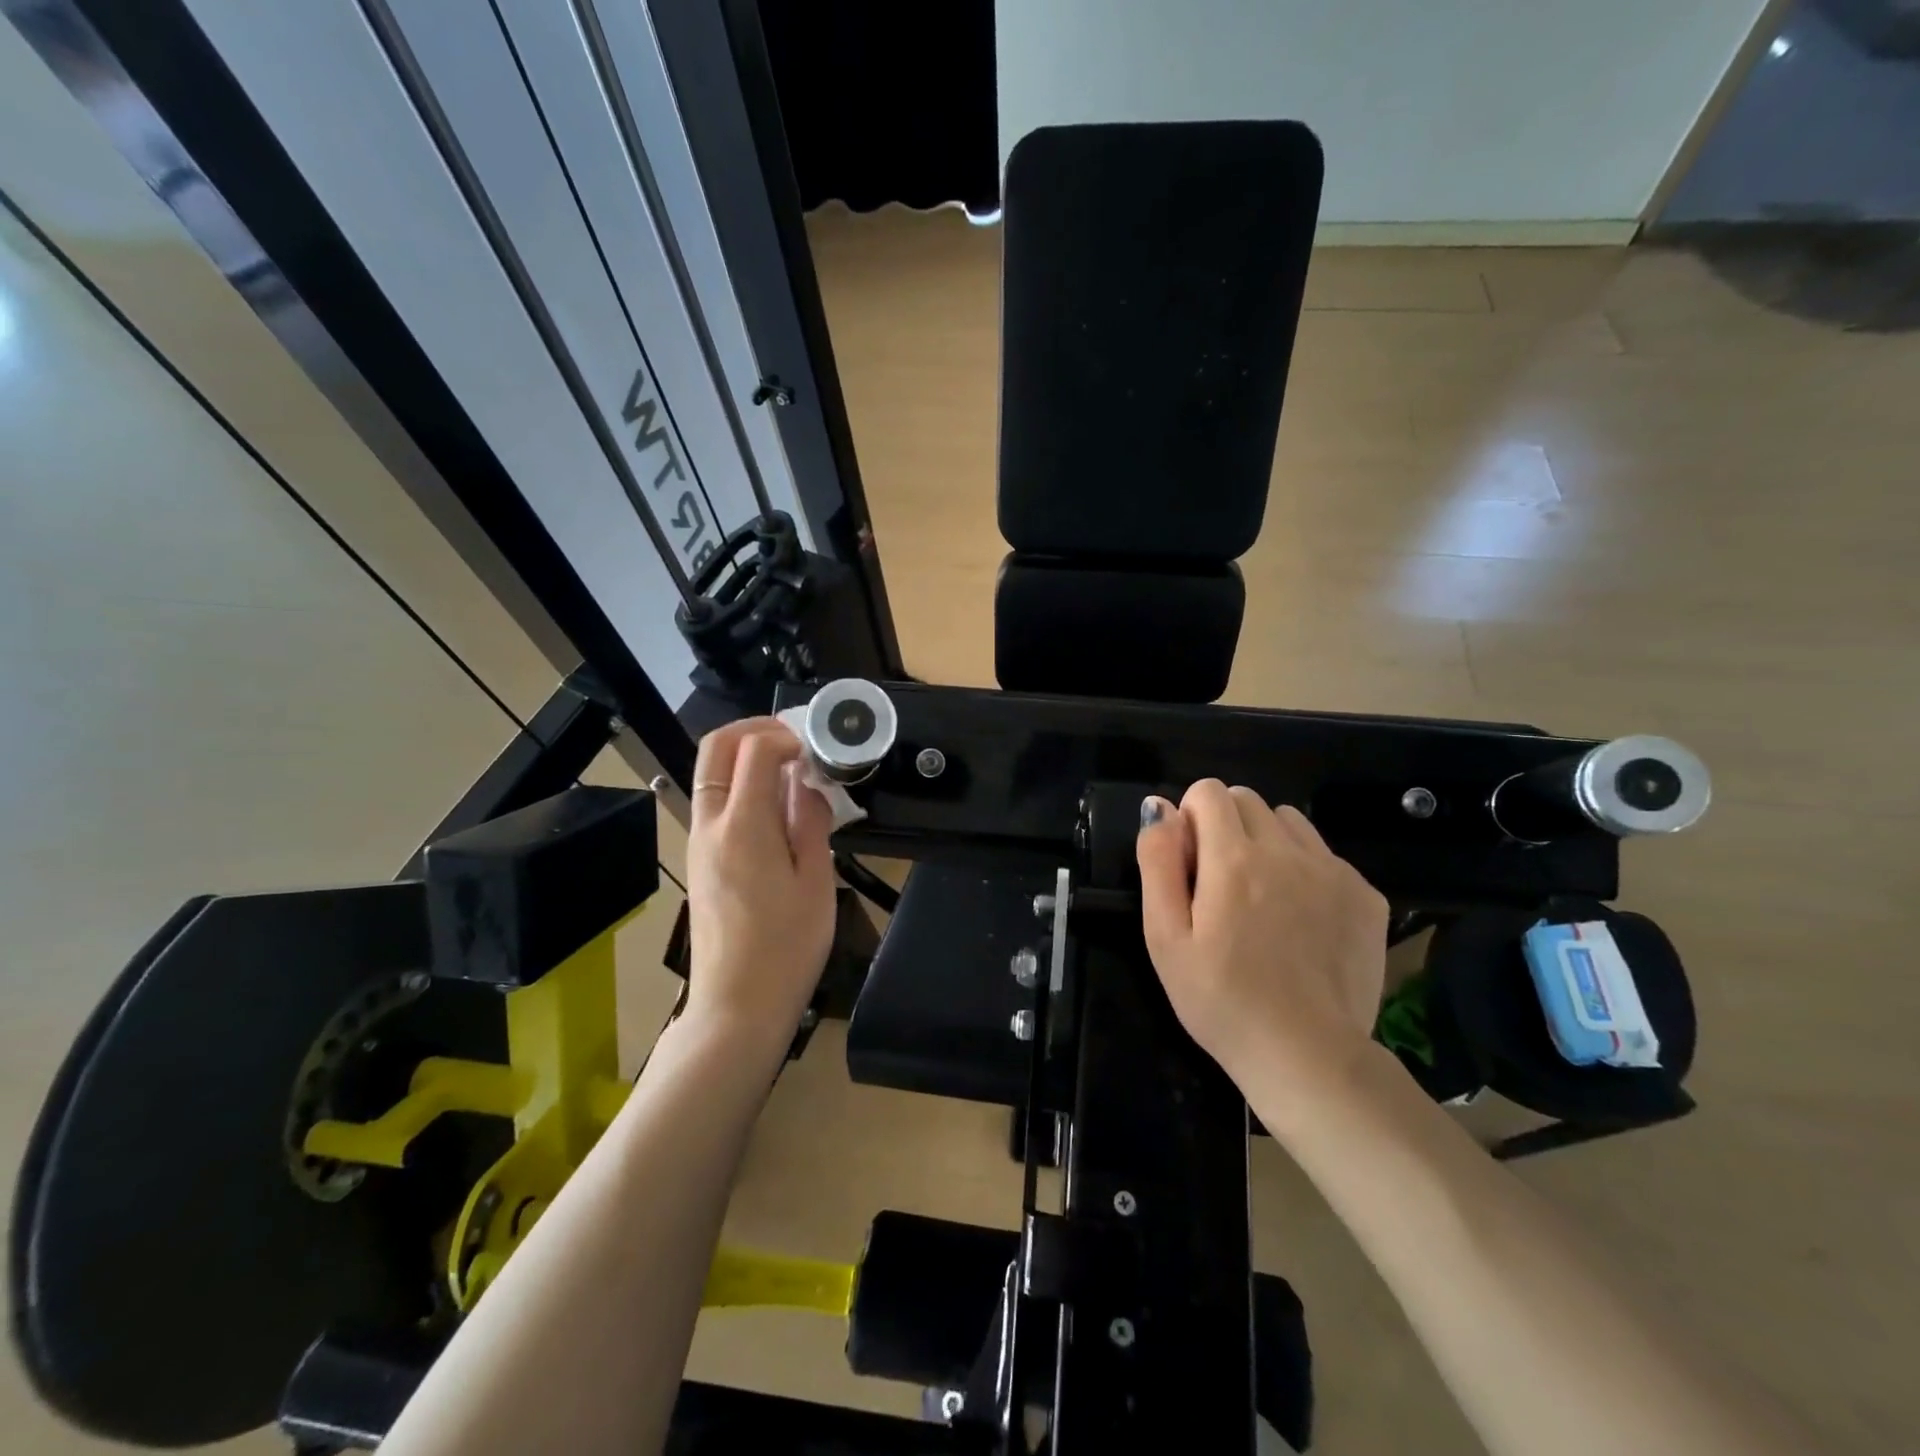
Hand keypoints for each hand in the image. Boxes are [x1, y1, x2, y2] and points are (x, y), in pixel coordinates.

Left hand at [683, 718, 837, 1055]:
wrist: (737, 1005)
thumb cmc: (786, 947)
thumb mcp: (816, 882)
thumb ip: (811, 821)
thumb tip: (808, 783)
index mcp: (743, 826)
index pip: (754, 749)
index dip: (787, 736)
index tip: (817, 752)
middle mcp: (710, 824)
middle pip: (716, 746)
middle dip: (756, 729)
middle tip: (797, 742)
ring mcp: (698, 841)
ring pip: (711, 771)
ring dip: (748, 755)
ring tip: (793, 774)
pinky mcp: (699, 858)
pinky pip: (714, 800)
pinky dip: (741, 784)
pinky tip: (777, 810)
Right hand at [1135, 780, 1388, 1102]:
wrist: (1308, 1056)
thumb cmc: (1221, 1000)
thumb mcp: (1164, 936)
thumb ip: (1158, 862)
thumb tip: (1159, 807)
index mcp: (1231, 858)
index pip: (1208, 791)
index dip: (1190, 818)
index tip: (1189, 862)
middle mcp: (1286, 851)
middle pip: (1248, 799)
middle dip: (1225, 824)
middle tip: (1220, 881)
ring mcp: (1333, 871)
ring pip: (1289, 821)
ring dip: (1267, 840)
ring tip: (1261, 893)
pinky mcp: (1365, 895)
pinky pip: (1325, 855)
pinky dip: (1305, 869)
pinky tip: (1300, 918)